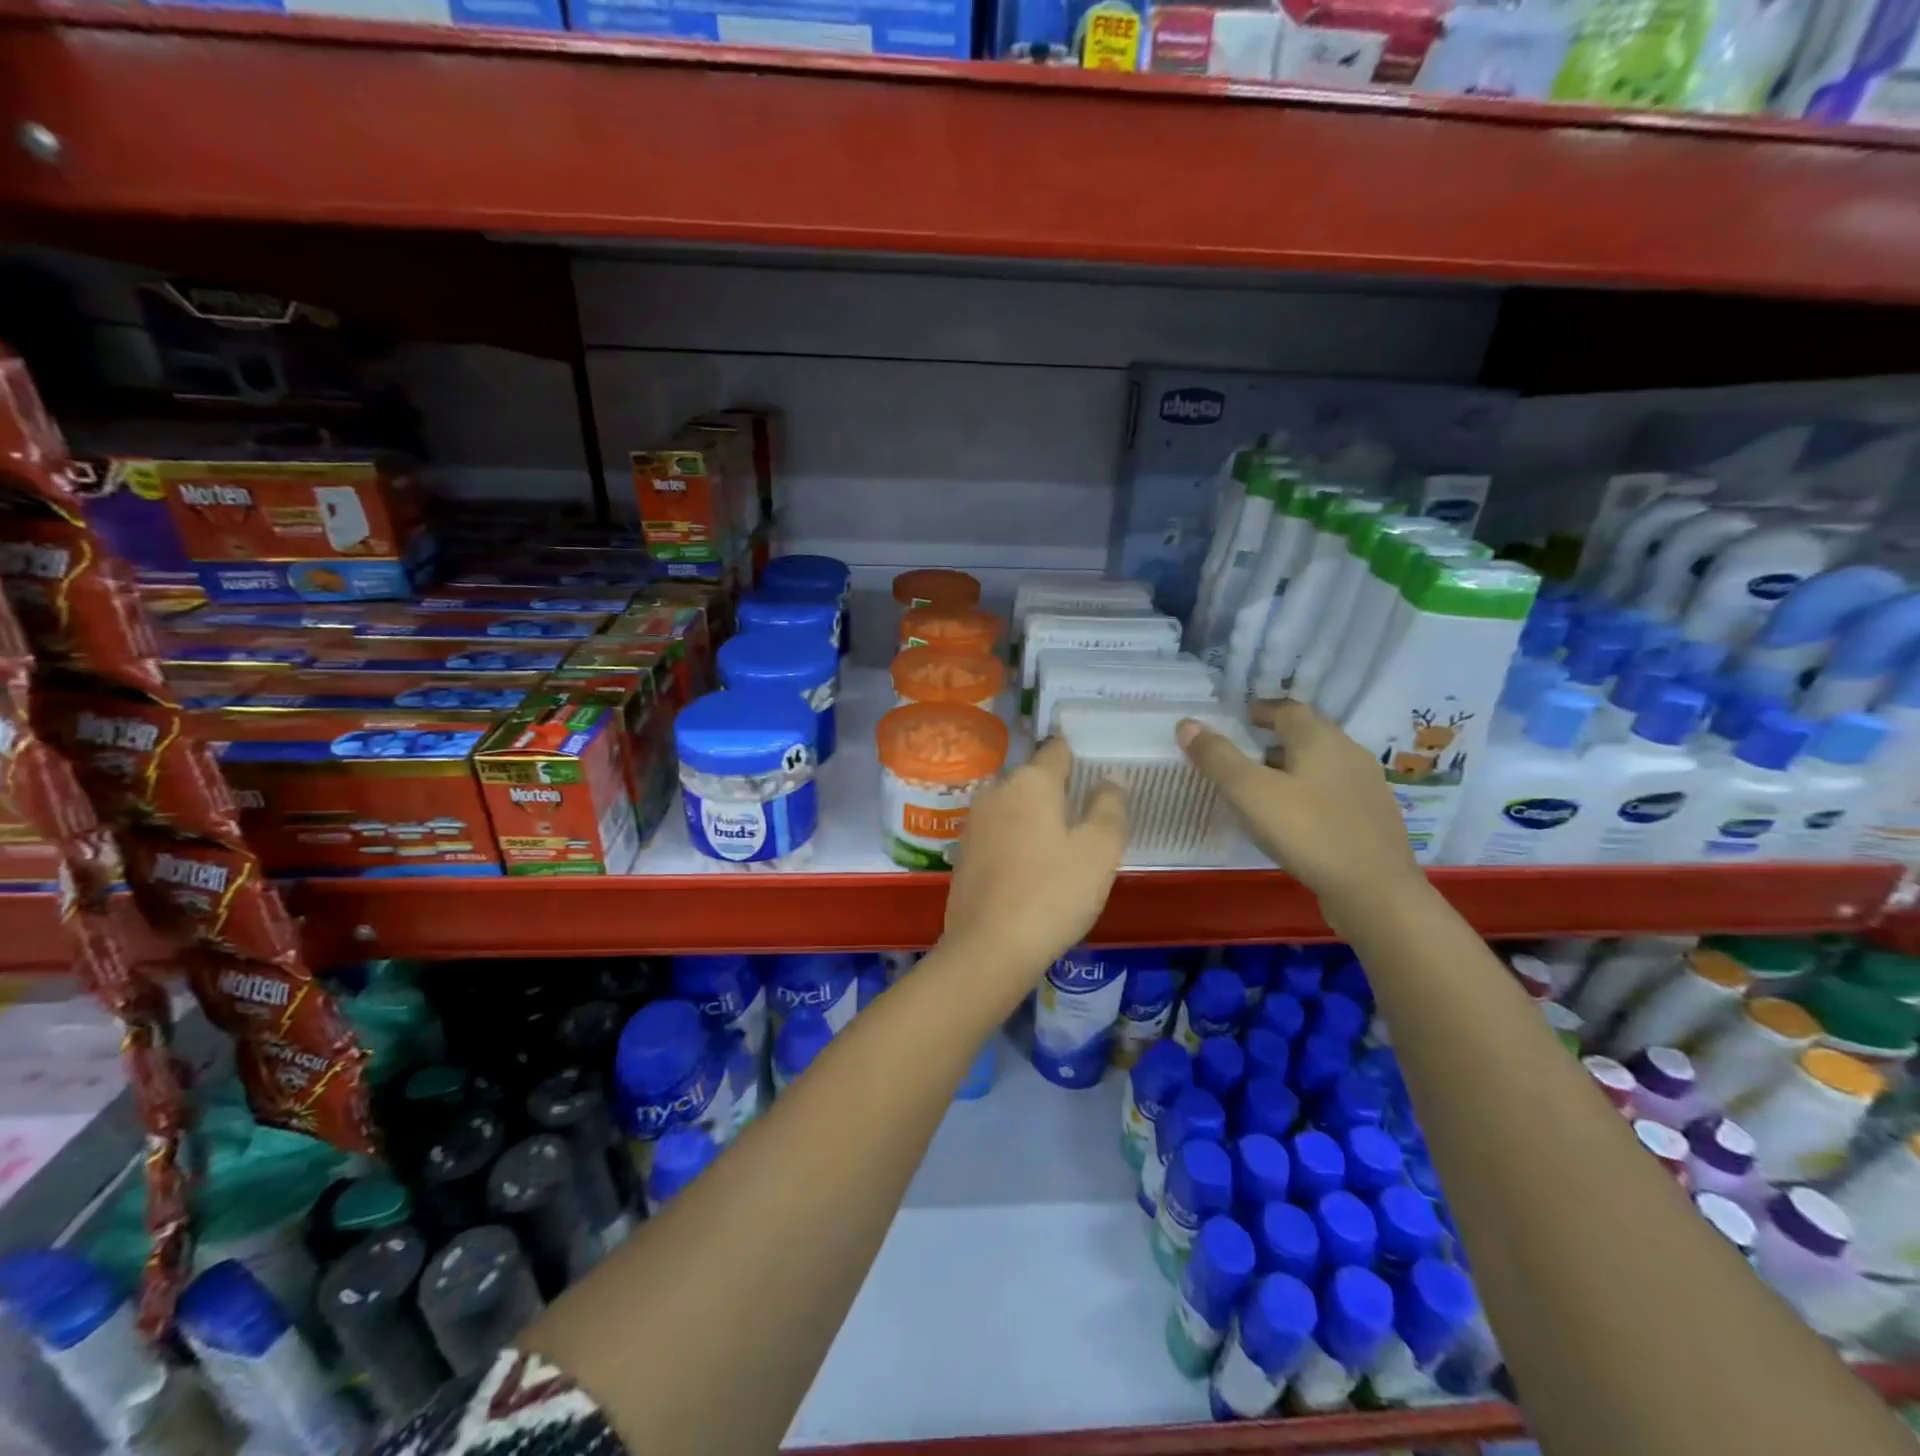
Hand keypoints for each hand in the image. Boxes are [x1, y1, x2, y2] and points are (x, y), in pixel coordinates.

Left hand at [941, 738, 1127, 982]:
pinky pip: (999, 833)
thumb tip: (1109, 779)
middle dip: (1058, 791)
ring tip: (1062, 845)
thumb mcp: (1099, 851)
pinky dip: (1016, 840)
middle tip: (1087, 817)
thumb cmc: (1053, 893)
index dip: (1079, 756)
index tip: (1096, 770)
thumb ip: (1109, 807)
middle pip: (1034, 779)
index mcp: (1031, 781)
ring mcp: (974, 822)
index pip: (1057, 749)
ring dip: (1036, 817)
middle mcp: (996, 791)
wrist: (989, 948)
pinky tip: (1032, 869)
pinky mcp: (963, 852)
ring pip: (1014, 806)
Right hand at [1178, 700, 1426, 930]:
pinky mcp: (1374, 818)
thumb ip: (1217, 757)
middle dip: (1276, 738)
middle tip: (1246, 751)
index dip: (1261, 710)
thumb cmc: (1308, 832)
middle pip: (1309, 733)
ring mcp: (1367, 786)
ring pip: (1323, 764)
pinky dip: (1311, 792)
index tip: (1240, 719)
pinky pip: (1335, 791)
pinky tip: (1297, 818)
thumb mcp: (1250, 793)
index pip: (1287, 709)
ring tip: (1266, 786)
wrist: (1376, 892)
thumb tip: (1186, 724)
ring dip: (1294, 766)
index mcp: (1319, 739)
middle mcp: (1348, 752)